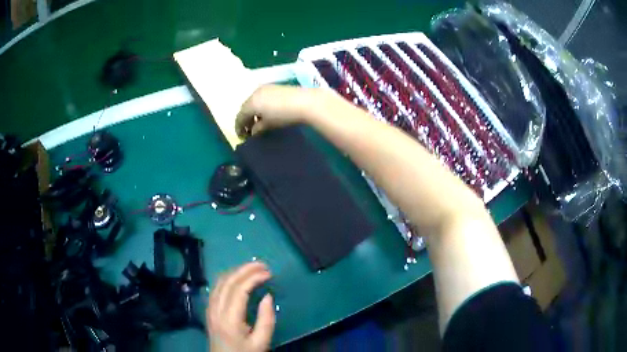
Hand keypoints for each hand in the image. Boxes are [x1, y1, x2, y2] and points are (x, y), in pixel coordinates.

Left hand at [207, 262, 274, 351]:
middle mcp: (216, 309)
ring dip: (235, 271)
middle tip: (262, 264)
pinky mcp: (209, 310)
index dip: (253, 277)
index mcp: (230, 319)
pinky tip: (237, 278)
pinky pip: (216, 288)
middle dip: (245, 269)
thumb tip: (267, 296)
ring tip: (252, 268)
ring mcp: (210, 308)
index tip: (269, 273)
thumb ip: (266, 319)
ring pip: (219, 282)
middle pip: (227, 282)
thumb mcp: (261, 342)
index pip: (239, 290)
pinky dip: (228, 278)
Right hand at [235, 85, 328, 137]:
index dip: (239, 128)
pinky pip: (261, 97)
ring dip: (253, 111)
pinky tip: (267, 112)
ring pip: (253, 101)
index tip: (242, 137)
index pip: (240, 116)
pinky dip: (260, 105)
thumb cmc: (285, 115)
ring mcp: (265, 88)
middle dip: (246, 119)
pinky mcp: (274, 86)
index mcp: (251, 103)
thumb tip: (253, 131)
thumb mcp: (269, 125)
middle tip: (249, 130)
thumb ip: (257, 128)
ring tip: (258, 122)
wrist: (306, 102)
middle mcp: (255, 93)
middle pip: (245, 107)